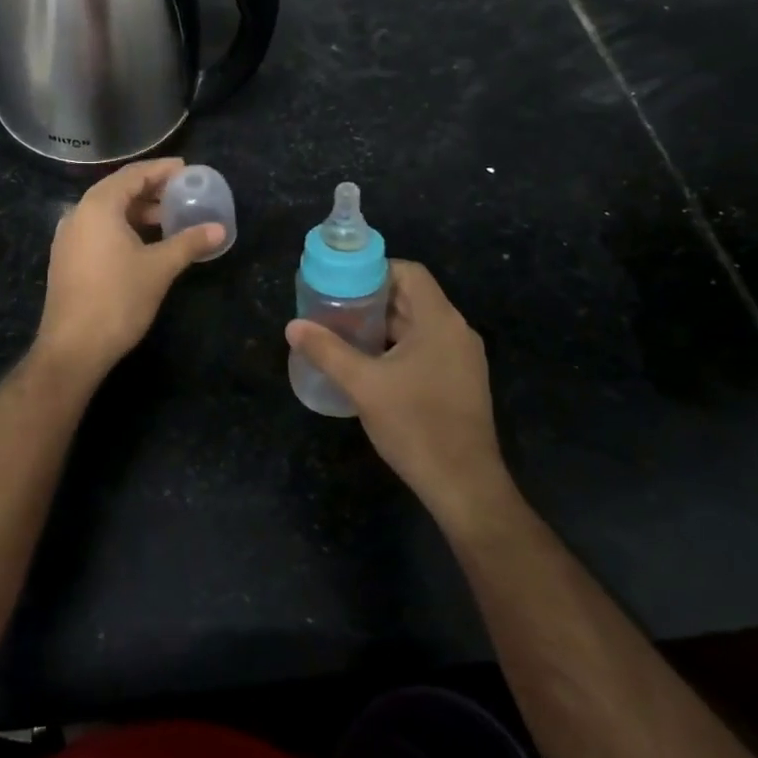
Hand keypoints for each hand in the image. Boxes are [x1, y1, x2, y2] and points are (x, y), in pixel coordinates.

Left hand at [35, 158, 222, 383]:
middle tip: (182, 193)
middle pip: (118, 190)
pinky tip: (144, 242)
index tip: (186, 169)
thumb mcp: (160, 268)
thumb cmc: (118, 299)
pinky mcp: (66, 258)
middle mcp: (78, 213)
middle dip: (151, 190)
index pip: (133, 175)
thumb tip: (219, 229)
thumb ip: (189, 243)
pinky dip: (123, 227)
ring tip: (169, 218)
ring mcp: (68, 237)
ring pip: (107, 212)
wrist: (73, 348)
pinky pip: (98, 229)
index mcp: (98, 206)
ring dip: (138, 211)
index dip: (161, 170)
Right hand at [286, 261, 511, 526]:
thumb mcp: (363, 385)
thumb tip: (292, 326)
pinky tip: (370, 364)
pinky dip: (398, 346)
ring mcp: (462, 359)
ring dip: (384, 325)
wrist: (464, 486)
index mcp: (440, 321)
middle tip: (335, 307)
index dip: (376, 271)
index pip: (410, 272)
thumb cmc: (415, 425)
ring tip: (345, 333)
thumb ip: (327, 351)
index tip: (343, 283)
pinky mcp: (461, 382)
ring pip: (418, 325)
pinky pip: (427, 348)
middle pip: (412, 297)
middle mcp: (456, 332)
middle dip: (373, 299)